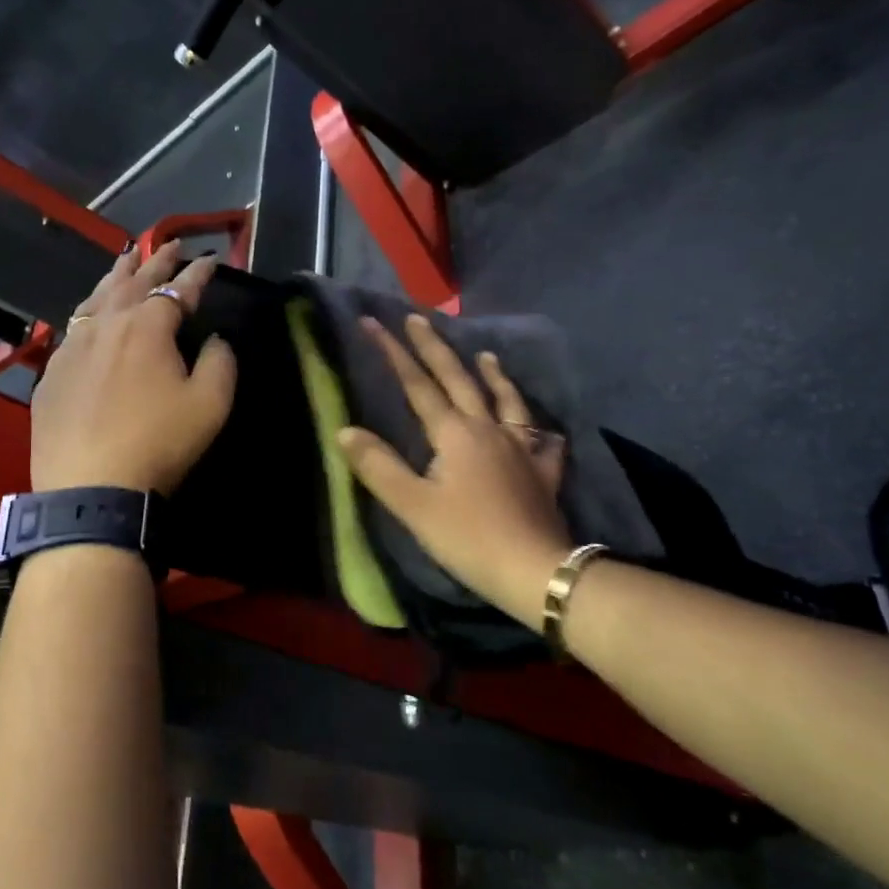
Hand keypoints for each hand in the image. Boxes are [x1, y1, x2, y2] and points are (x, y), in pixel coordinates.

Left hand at [29, 242, 236, 494]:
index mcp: (148, 326)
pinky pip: (73, 327)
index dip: (197, 273)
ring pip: (96, 297)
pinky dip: (89, 309)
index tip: (210, 260)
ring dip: (117, 274)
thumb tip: (215, 340)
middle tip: (168, 243)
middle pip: (133, 281)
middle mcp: (106, 324)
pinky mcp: (51, 372)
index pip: (178, 288)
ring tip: (127, 258)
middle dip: (155, 260)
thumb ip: (220, 362)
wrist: (90, 488)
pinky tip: (90, 313)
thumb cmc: (159, 443)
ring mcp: (72, 346)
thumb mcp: (210, 405)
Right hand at [337, 315, 571, 623]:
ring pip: (505, 399)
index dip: (393, 353)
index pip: (417, 385)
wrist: (534, 569)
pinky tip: (538, 426)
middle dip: (435, 347)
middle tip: (418, 319)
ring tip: (485, 354)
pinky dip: (536, 425)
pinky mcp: (543, 471)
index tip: (373, 322)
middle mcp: (488, 428)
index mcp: (454, 433)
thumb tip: (345, 430)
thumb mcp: (413, 506)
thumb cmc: (468, 537)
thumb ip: (378, 466)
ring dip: (492, 373)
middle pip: (459, 379)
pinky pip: (541, 438)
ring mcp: (520, 447)